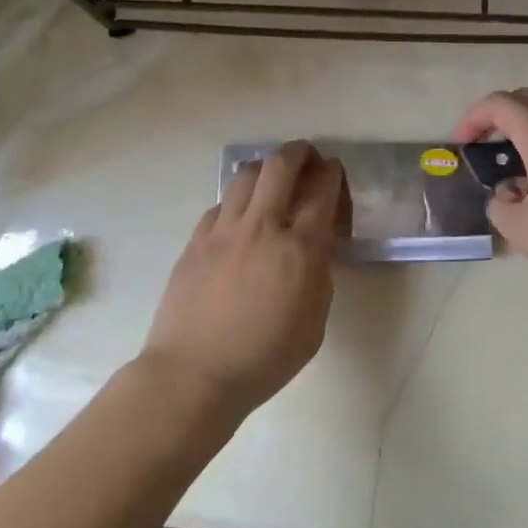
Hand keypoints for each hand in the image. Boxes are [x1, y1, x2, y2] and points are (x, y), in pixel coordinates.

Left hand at [141, 141, 349, 418]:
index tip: (333, 172)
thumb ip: (320, 277)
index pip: (322, 190)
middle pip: (282, 164)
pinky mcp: (196, 239)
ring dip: (266, 169)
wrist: (193, 375)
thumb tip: (317, 249)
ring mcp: (224, 229)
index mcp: (299, 248)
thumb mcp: (313, 325)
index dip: (332, 174)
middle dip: (300, 151)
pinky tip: (239, 220)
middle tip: (307, 158)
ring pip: (246, 174)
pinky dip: (236, 202)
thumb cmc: (263, 359)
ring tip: (272, 181)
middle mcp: (262, 226)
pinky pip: (220, 204)